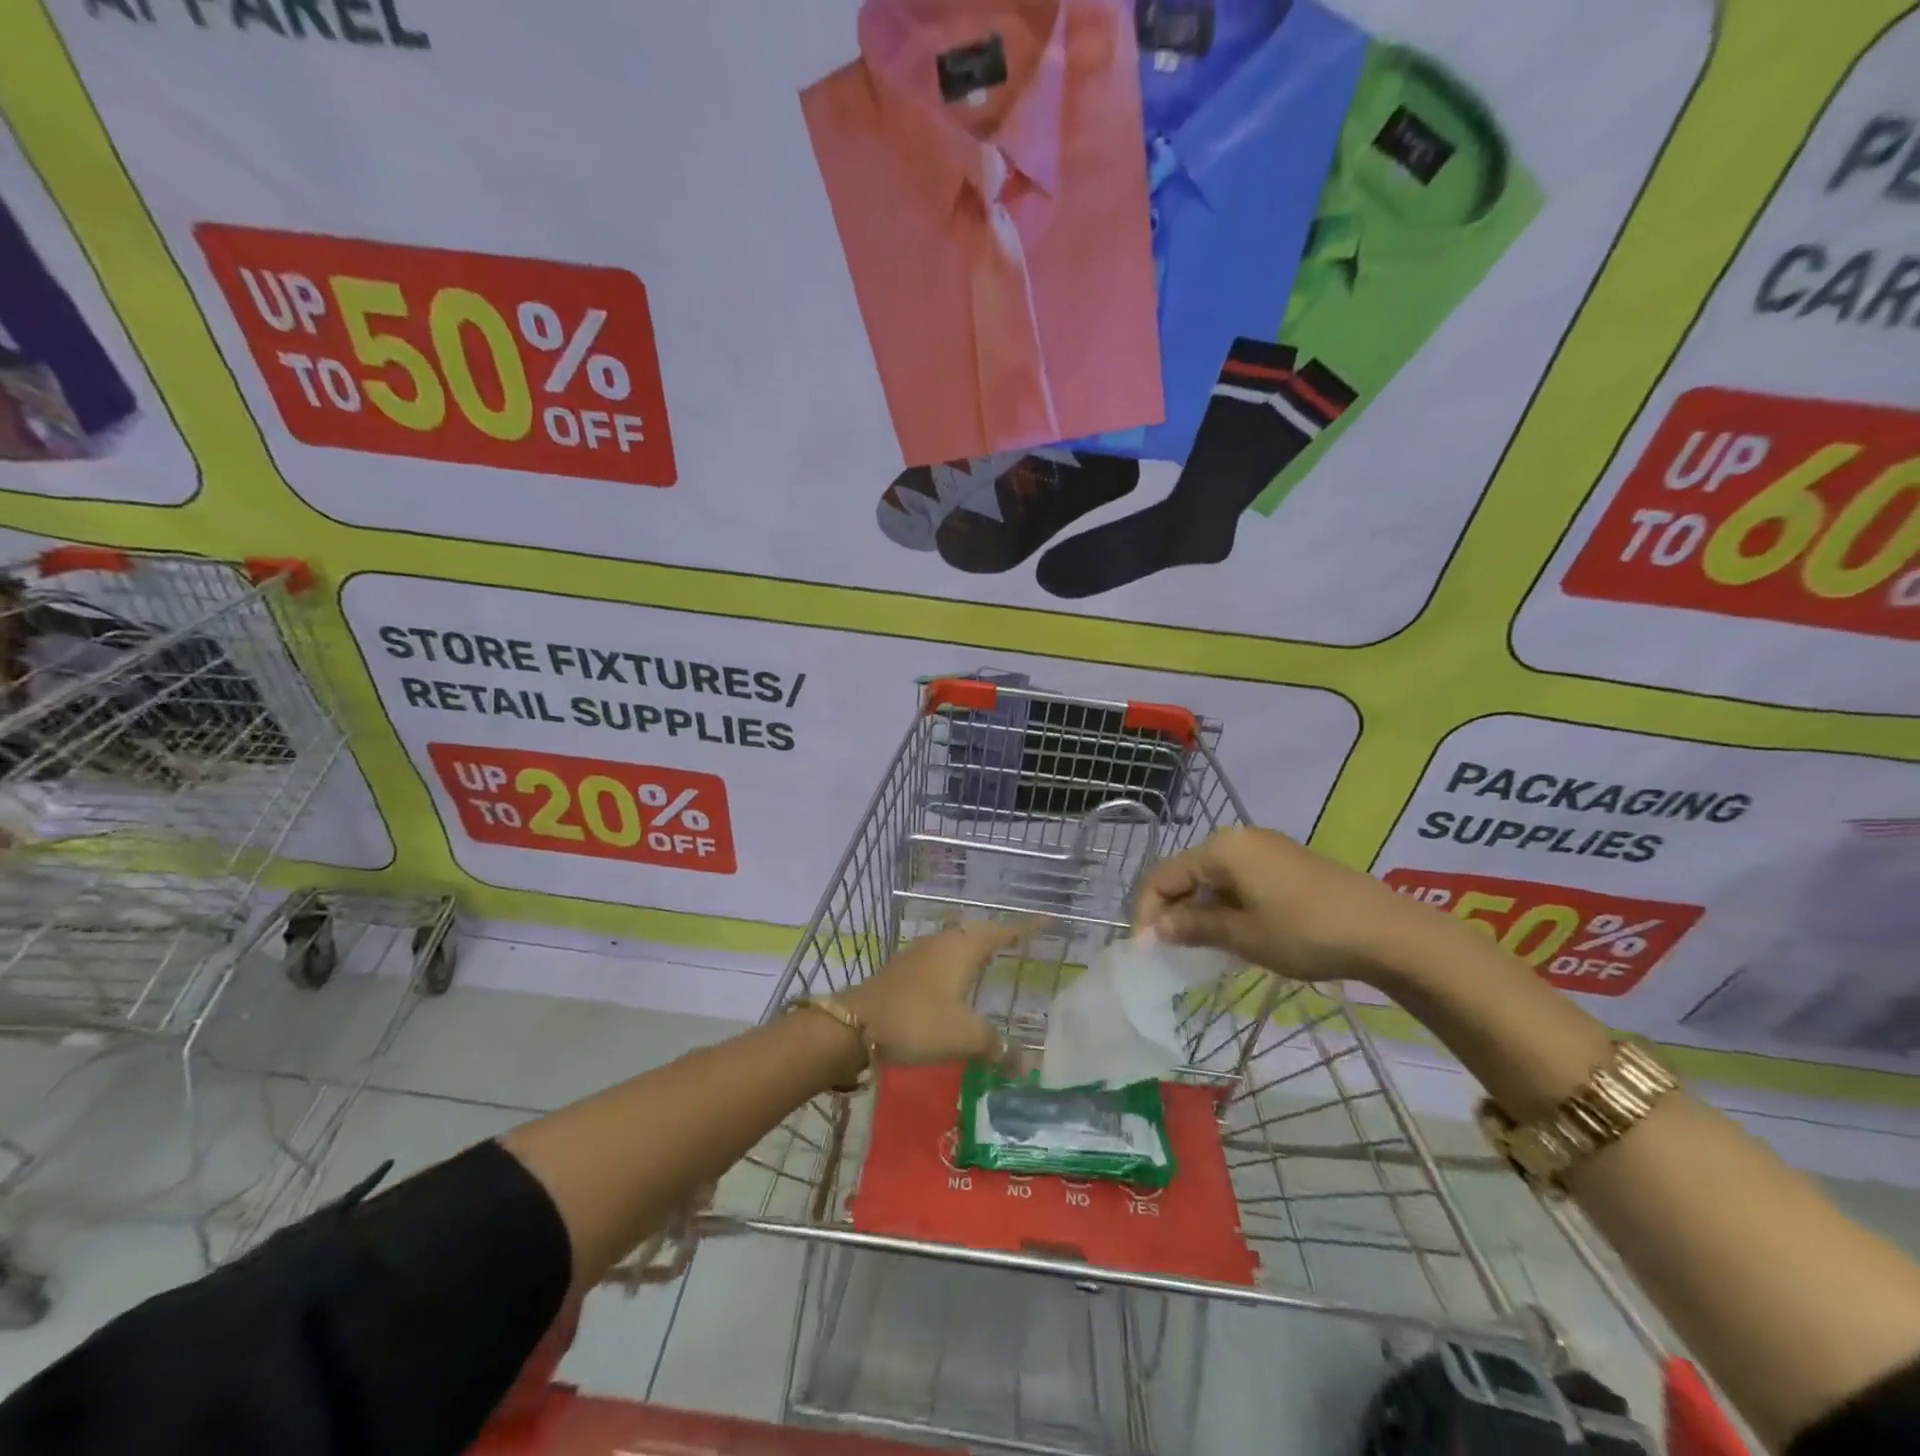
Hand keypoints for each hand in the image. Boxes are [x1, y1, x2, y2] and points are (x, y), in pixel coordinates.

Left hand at [841, 922, 1022, 1064]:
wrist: (855, 1025)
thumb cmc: (917, 1022)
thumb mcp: (964, 1036)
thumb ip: (996, 1046)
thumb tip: (1023, 1063)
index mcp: (962, 949)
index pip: (1002, 931)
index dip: (1026, 927)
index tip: (1048, 920)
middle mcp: (942, 943)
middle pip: (977, 931)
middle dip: (999, 934)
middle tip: (1020, 940)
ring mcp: (919, 954)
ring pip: (955, 942)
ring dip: (974, 946)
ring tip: (991, 958)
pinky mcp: (902, 969)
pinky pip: (940, 957)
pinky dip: (956, 962)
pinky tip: (955, 981)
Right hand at [1132, 827, 1418, 984]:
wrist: (1385, 931)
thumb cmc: (1305, 931)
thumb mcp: (1243, 935)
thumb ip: (1194, 927)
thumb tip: (1156, 929)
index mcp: (1220, 849)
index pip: (1163, 877)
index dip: (1147, 912)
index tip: (1143, 950)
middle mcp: (1238, 839)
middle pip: (1186, 873)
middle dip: (1172, 910)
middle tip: (1167, 950)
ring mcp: (1265, 848)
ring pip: (1213, 877)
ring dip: (1199, 909)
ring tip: (1197, 946)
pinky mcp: (1286, 862)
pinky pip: (1238, 878)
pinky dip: (1225, 903)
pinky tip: (1232, 931)